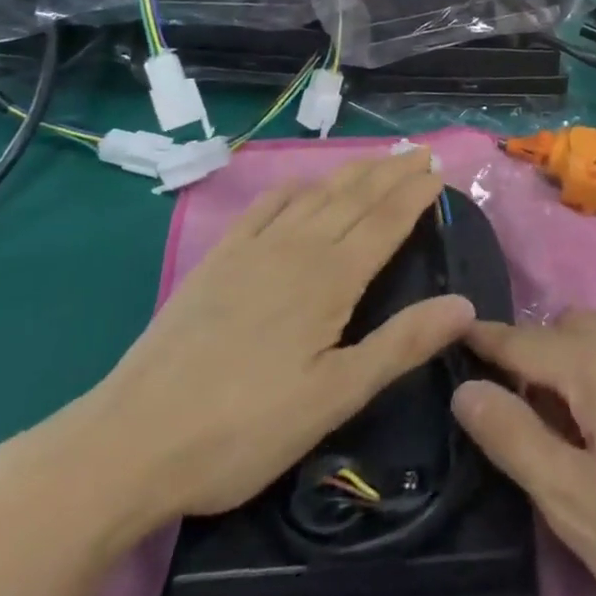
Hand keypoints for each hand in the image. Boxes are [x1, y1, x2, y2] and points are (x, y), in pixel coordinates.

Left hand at [60, 149, 472, 529]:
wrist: (130, 442)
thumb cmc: (244, 429)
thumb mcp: (334, 398)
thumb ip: (401, 345)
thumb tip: (465, 305)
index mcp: (330, 279)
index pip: (386, 221)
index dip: (416, 194)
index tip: (440, 171)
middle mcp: (296, 249)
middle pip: (354, 196)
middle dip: (391, 172)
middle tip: (420, 152)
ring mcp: (252, 251)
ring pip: (315, 195)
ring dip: (351, 172)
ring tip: (378, 159)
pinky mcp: (217, 261)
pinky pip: (264, 207)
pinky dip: (293, 188)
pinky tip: (301, 185)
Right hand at [451, 310, 595, 595]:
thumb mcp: (571, 500)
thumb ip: (513, 436)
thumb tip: (467, 389)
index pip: (527, 341)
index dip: (489, 342)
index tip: (459, 335)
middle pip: (574, 329)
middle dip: (544, 356)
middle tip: (533, 413)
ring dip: (589, 362)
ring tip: (589, 425)